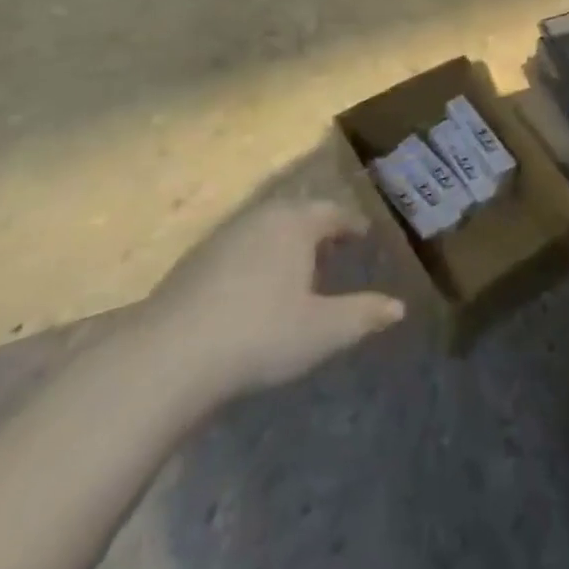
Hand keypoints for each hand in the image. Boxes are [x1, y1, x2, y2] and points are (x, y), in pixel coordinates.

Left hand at [121, 200, 405, 424]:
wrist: (169, 356)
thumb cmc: (259, 334)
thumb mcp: (322, 331)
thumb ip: (363, 315)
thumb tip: (399, 307)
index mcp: (296, 223)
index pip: (333, 212)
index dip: (352, 224)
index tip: (365, 236)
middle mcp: (261, 216)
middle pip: (299, 213)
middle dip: (320, 229)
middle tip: (337, 251)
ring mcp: (224, 235)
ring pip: (267, 228)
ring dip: (287, 242)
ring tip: (299, 270)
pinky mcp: (195, 259)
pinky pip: (241, 246)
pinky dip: (258, 257)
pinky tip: (255, 288)